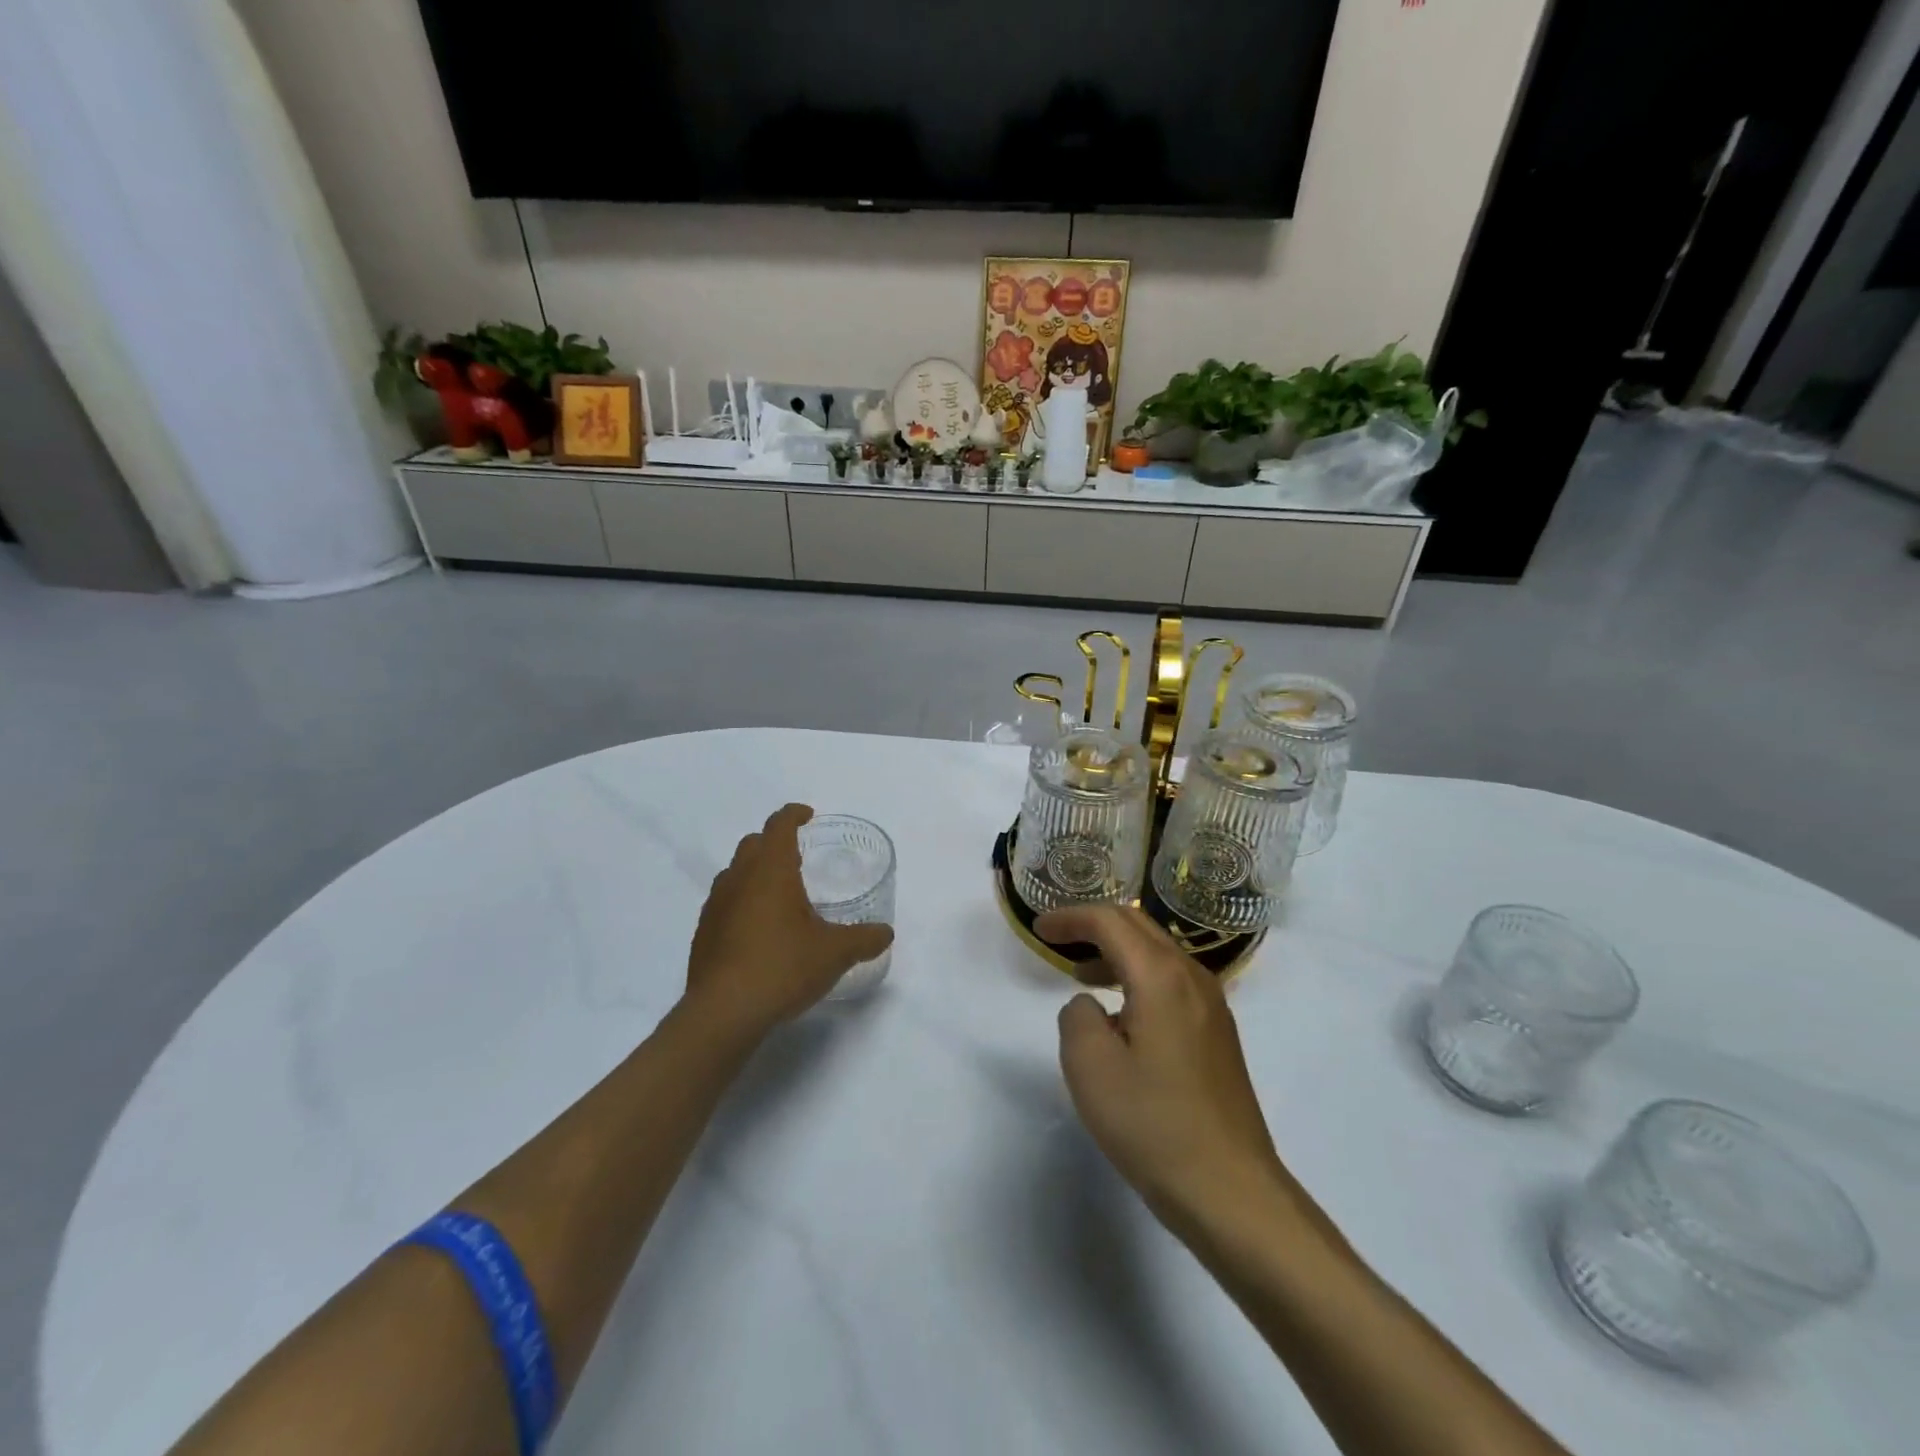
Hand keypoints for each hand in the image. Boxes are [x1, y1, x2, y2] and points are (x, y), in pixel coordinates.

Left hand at [684, 804, 893, 1037]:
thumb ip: (864, 939)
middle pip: (753, 844)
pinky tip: (758, 931)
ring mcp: (715, 906)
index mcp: (771, 870)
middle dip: (774, 842)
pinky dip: (741, 903)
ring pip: (734, 873)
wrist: (724, 1013)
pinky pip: (724, 903)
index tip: (808, 817)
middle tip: (798, 858)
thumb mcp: (835, 953)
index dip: (794, 815)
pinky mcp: (703, 934)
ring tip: (779, 895)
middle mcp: (738, 879)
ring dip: (755, 873)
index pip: (779, 825)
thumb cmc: (783, 967)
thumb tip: (886, 933)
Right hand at [1038, 905, 1285, 1226]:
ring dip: (1117, 952)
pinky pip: (1172, 981)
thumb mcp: (1090, 1066)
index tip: (1039, 928)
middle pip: (1139, 926)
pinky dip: (1138, 977)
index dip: (1071, 918)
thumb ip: (1077, 1015)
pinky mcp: (1218, 1034)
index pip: (1110, 921)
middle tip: (1057, 940)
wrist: (1231, 1191)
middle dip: (1094, 925)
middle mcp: (1192, 977)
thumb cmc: (1153, 1124)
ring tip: (1081, 975)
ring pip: (1158, 953)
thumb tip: (1092, 1005)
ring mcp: (1212, 1006)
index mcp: (1160, 976)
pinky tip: (1122, 1013)